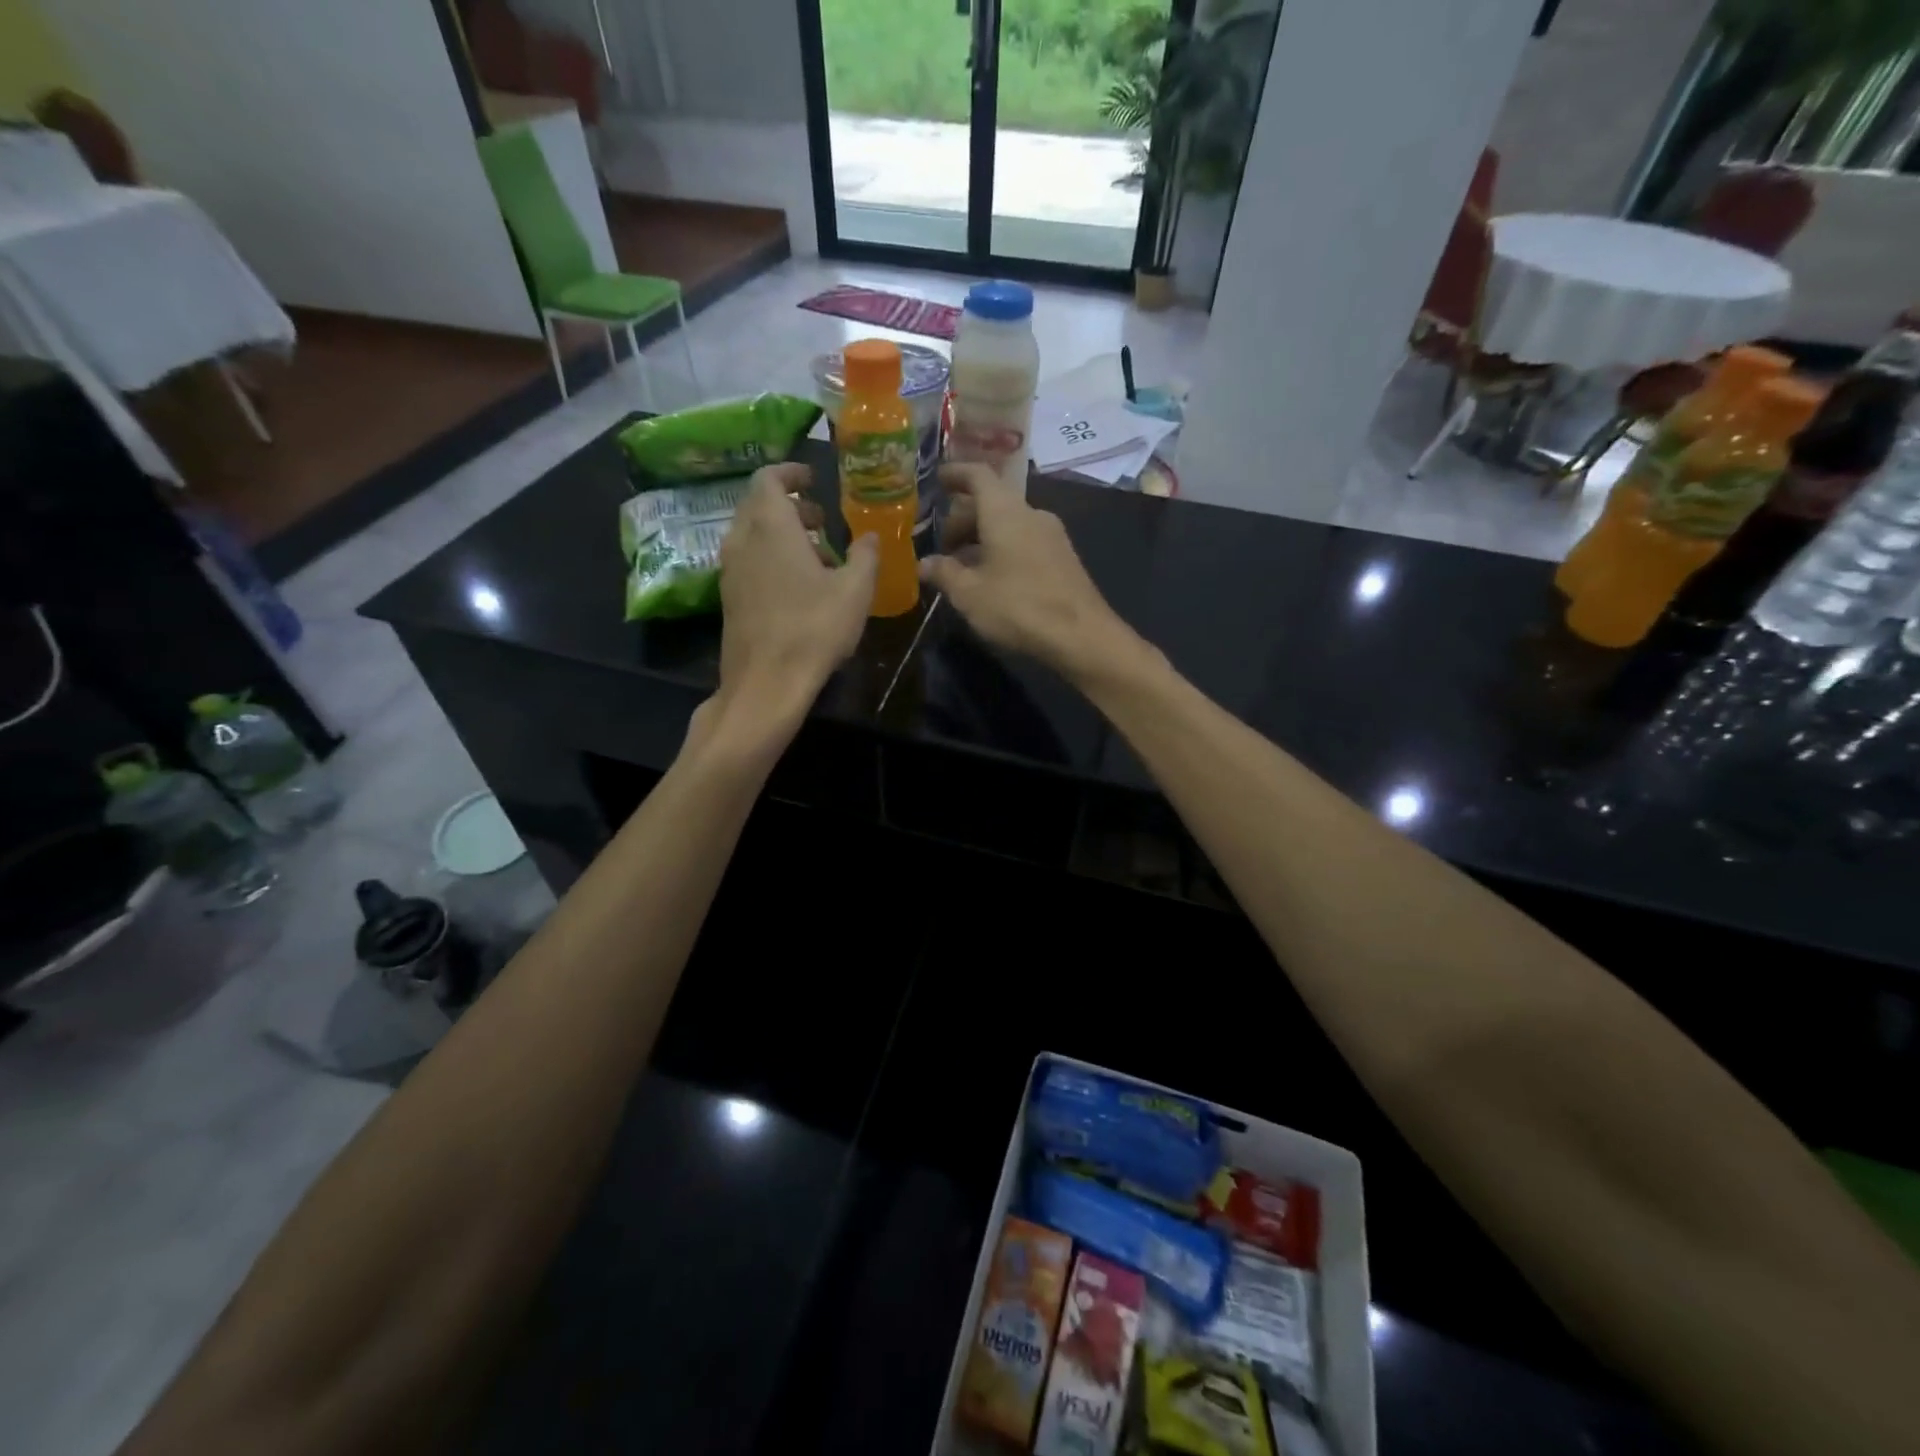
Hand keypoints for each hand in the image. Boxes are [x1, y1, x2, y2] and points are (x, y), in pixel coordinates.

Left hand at [703, 464, 877, 741]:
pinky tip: (798, 587)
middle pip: (759, 505)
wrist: (766, 682)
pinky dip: (770, 558)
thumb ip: (865, 556)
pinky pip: (748, 561)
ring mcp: (730, 570)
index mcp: (771, 526)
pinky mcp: (728, 598)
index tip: (813, 479)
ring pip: (752, 535)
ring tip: (817, 556)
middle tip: (822, 520)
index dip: (791, 472)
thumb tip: (871, 536)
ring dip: (782, 534)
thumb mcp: (855, 590)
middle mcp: (742, 540)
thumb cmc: (814, 629)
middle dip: (791, 506)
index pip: (769, 478)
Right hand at [920, 463, 1134, 682]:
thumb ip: (944, 573)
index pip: (978, 475)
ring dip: (983, 538)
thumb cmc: (1018, 607)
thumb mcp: (969, 594)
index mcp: (1005, 511)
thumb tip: (924, 563)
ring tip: (963, 567)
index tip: (938, 480)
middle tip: (943, 546)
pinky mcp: (1063, 558)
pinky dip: (1003, 550)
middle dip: (964, 519)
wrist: (1081, 636)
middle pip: (993, 502)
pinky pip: (1025, 541)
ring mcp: (1052, 535)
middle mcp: (1031, 513)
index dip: (956, 474)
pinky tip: (992, 579)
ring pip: (1009, 524)